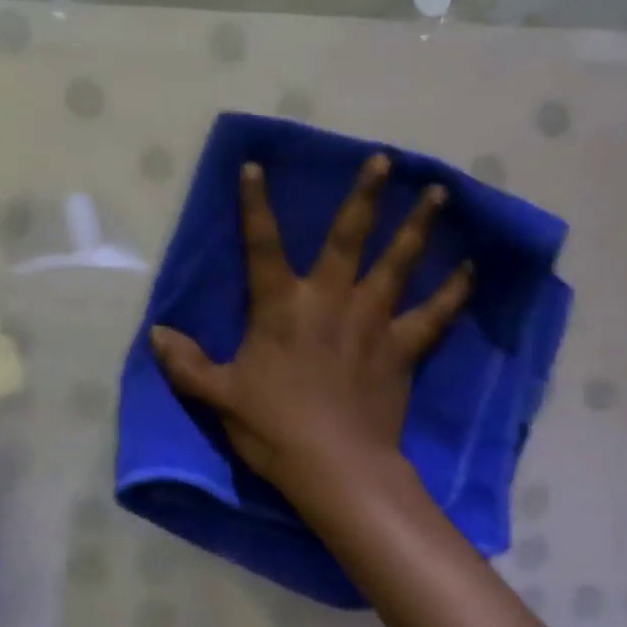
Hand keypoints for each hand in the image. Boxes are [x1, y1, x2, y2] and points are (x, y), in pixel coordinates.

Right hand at [150, 154, 472, 497]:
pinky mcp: (401, 349)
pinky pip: (433, 314)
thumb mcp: (218, 397)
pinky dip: (453, 292)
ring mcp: (370, 321)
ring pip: (398, 263)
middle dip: (364, 196)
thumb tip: (155, 334)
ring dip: (417, 227)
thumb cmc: (273, 428)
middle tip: (385, 160)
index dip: (254, 205)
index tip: (255, 166)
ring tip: (439, 194)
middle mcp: (328, 300)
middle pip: (347, 238)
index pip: (260, 245)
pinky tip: (471, 269)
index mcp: (280, 307)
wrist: (335, 466)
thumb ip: (187, 364)